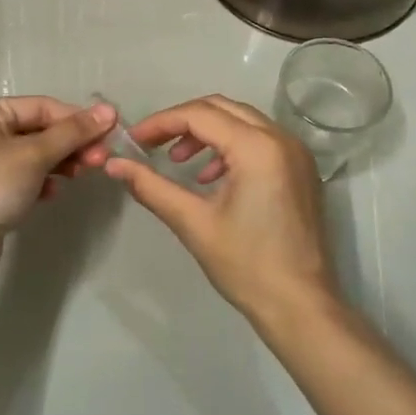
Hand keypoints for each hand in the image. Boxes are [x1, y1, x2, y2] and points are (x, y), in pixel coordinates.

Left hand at [0, 97, 115, 267]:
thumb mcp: (34, 155)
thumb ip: (72, 132)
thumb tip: (109, 110)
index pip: (42, 107)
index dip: (77, 118)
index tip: (111, 133)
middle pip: (40, 130)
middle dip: (71, 143)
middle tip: (100, 159)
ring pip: (36, 155)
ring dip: (62, 162)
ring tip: (82, 174)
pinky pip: (26, 177)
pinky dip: (44, 181)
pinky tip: (53, 193)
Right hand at [105, 96, 337, 328]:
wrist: (301, 306)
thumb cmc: (246, 265)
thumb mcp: (193, 222)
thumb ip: (151, 186)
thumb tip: (114, 165)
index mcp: (258, 147)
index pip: (199, 115)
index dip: (161, 123)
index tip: (133, 140)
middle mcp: (281, 138)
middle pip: (222, 108)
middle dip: (183, 122)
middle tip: (152, 145)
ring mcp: (296, 153)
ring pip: (242, 121)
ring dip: (207, 133)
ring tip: (178, 162)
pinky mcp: (301, 170)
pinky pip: (260, 140)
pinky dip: (230, 146)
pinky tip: (209, 178)